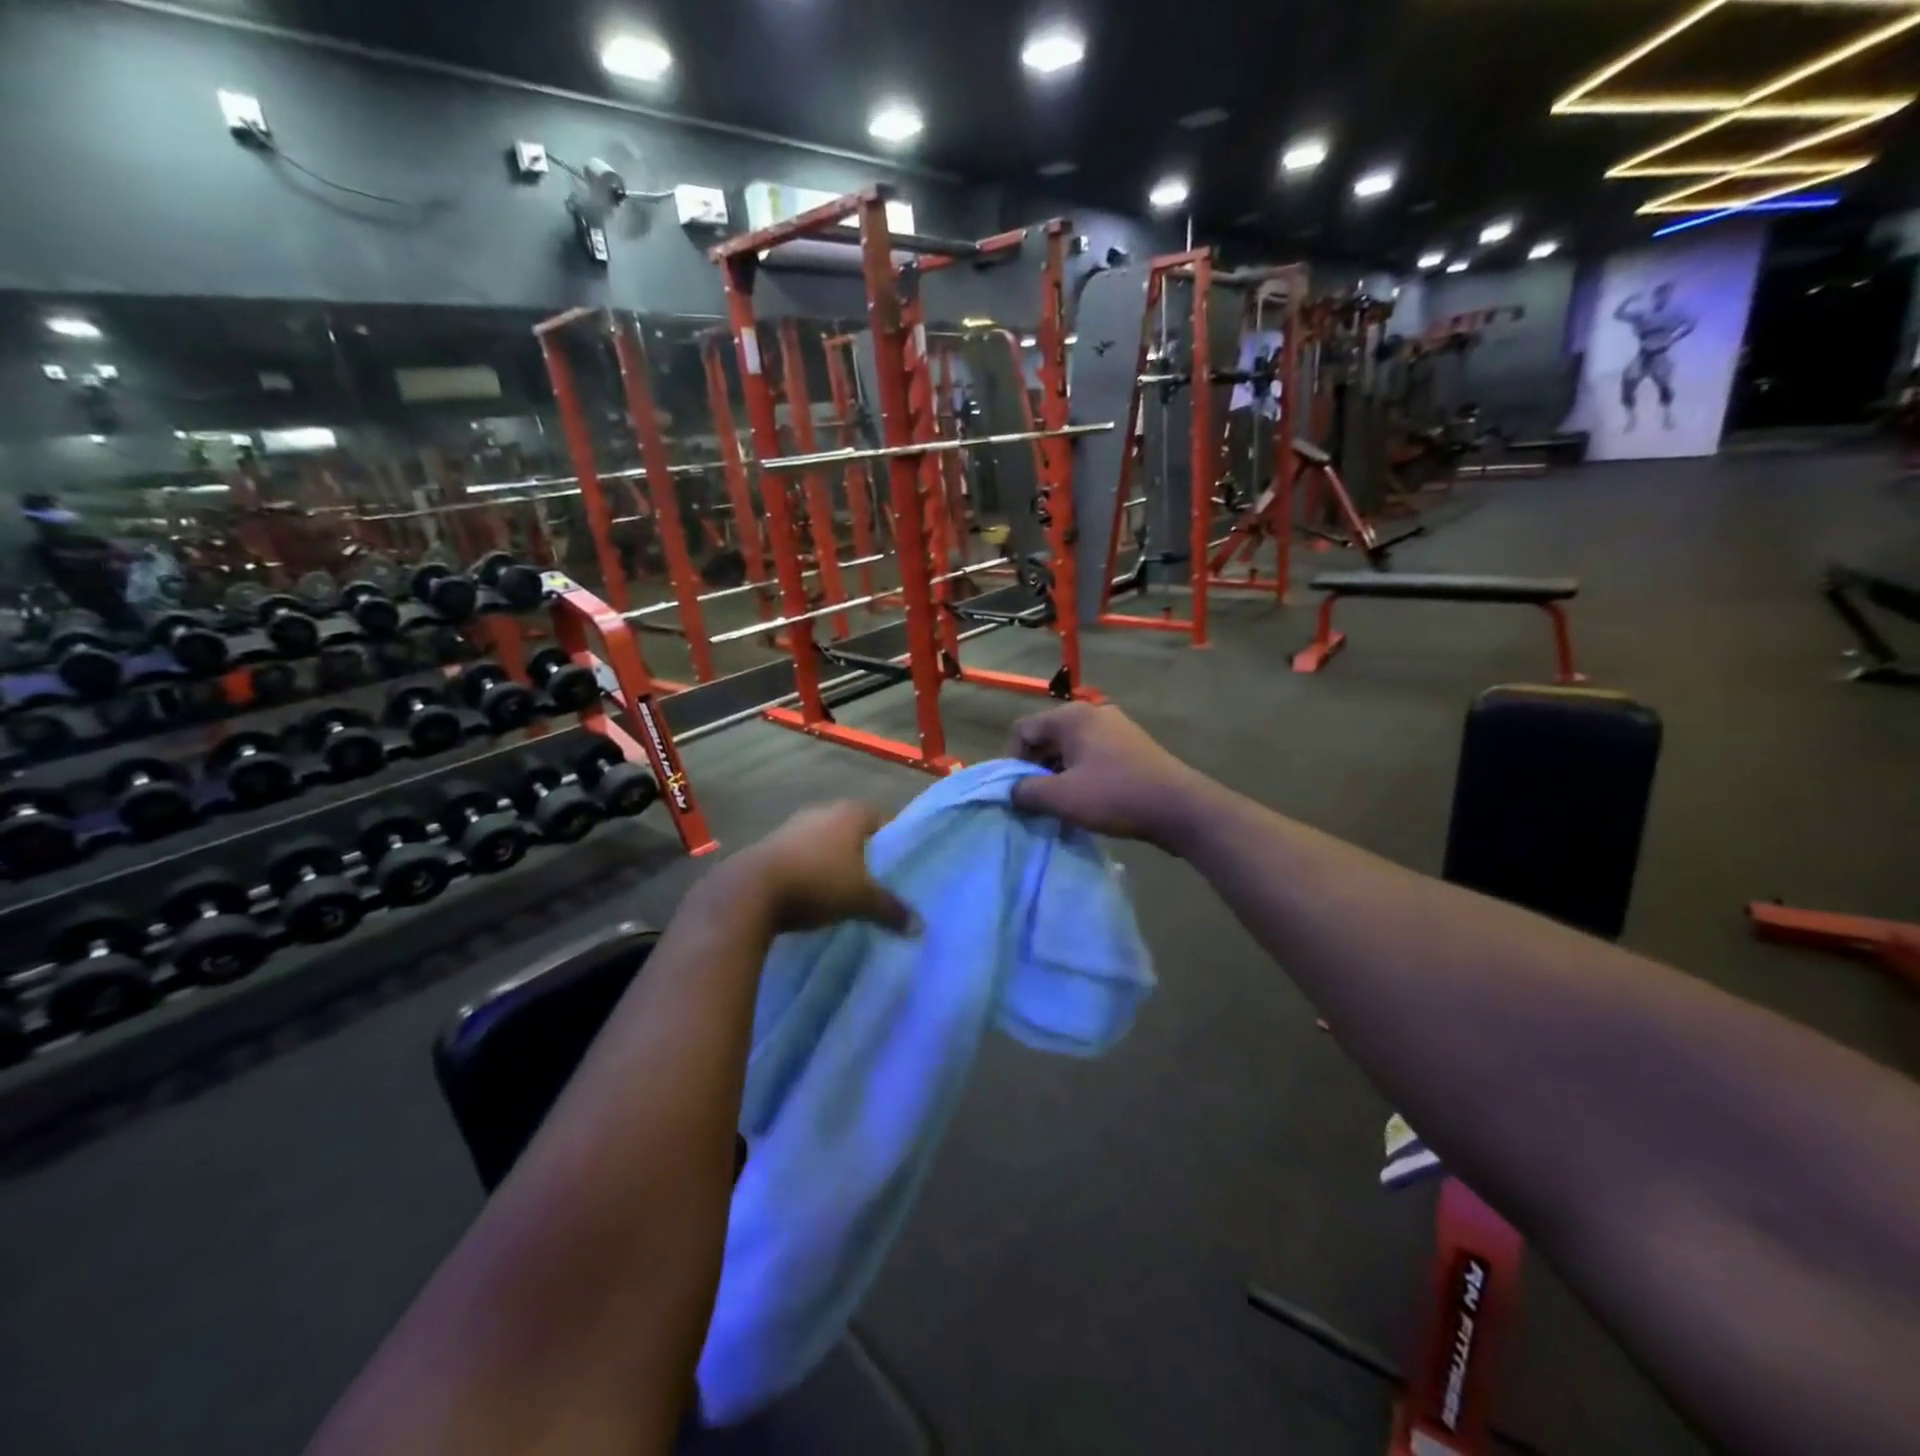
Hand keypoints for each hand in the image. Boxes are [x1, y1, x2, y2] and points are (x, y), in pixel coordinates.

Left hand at [730, 801, 916, 935]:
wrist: (751, 891)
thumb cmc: (818, 883)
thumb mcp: (861, 900)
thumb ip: (891, 909)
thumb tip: (919, 927)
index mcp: (850, 814)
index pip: (881, 817)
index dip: (891, 837)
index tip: (898, 861)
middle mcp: (823, 812)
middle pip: (851, 828)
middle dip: (862, 849)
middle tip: (875, 876)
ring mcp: (792, 826)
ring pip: (824, 840)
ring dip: (833, 859)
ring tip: (844, 887)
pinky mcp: (769, 845)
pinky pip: (800, 854)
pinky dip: (810, 868)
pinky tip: (813, 891)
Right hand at [1005, 704, 1209, 849]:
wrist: (1179, 807)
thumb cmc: (1114, 796)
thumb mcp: (1061, 798)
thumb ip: (1026, 791)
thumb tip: (1013, 790)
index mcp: (1071, 716)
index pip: (1023, 729)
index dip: (1013, 760)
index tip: (1021, 791)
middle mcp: (1092, 712)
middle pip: (1047, 736)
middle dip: (1037, 768)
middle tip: (1040, 800)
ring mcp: (1116, 726)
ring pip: (1071, 747)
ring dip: (1060, 773)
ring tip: (1065, 803)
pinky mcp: (1132, 744)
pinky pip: (1093, 754)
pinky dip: (1082, 773)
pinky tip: (1090, 798)